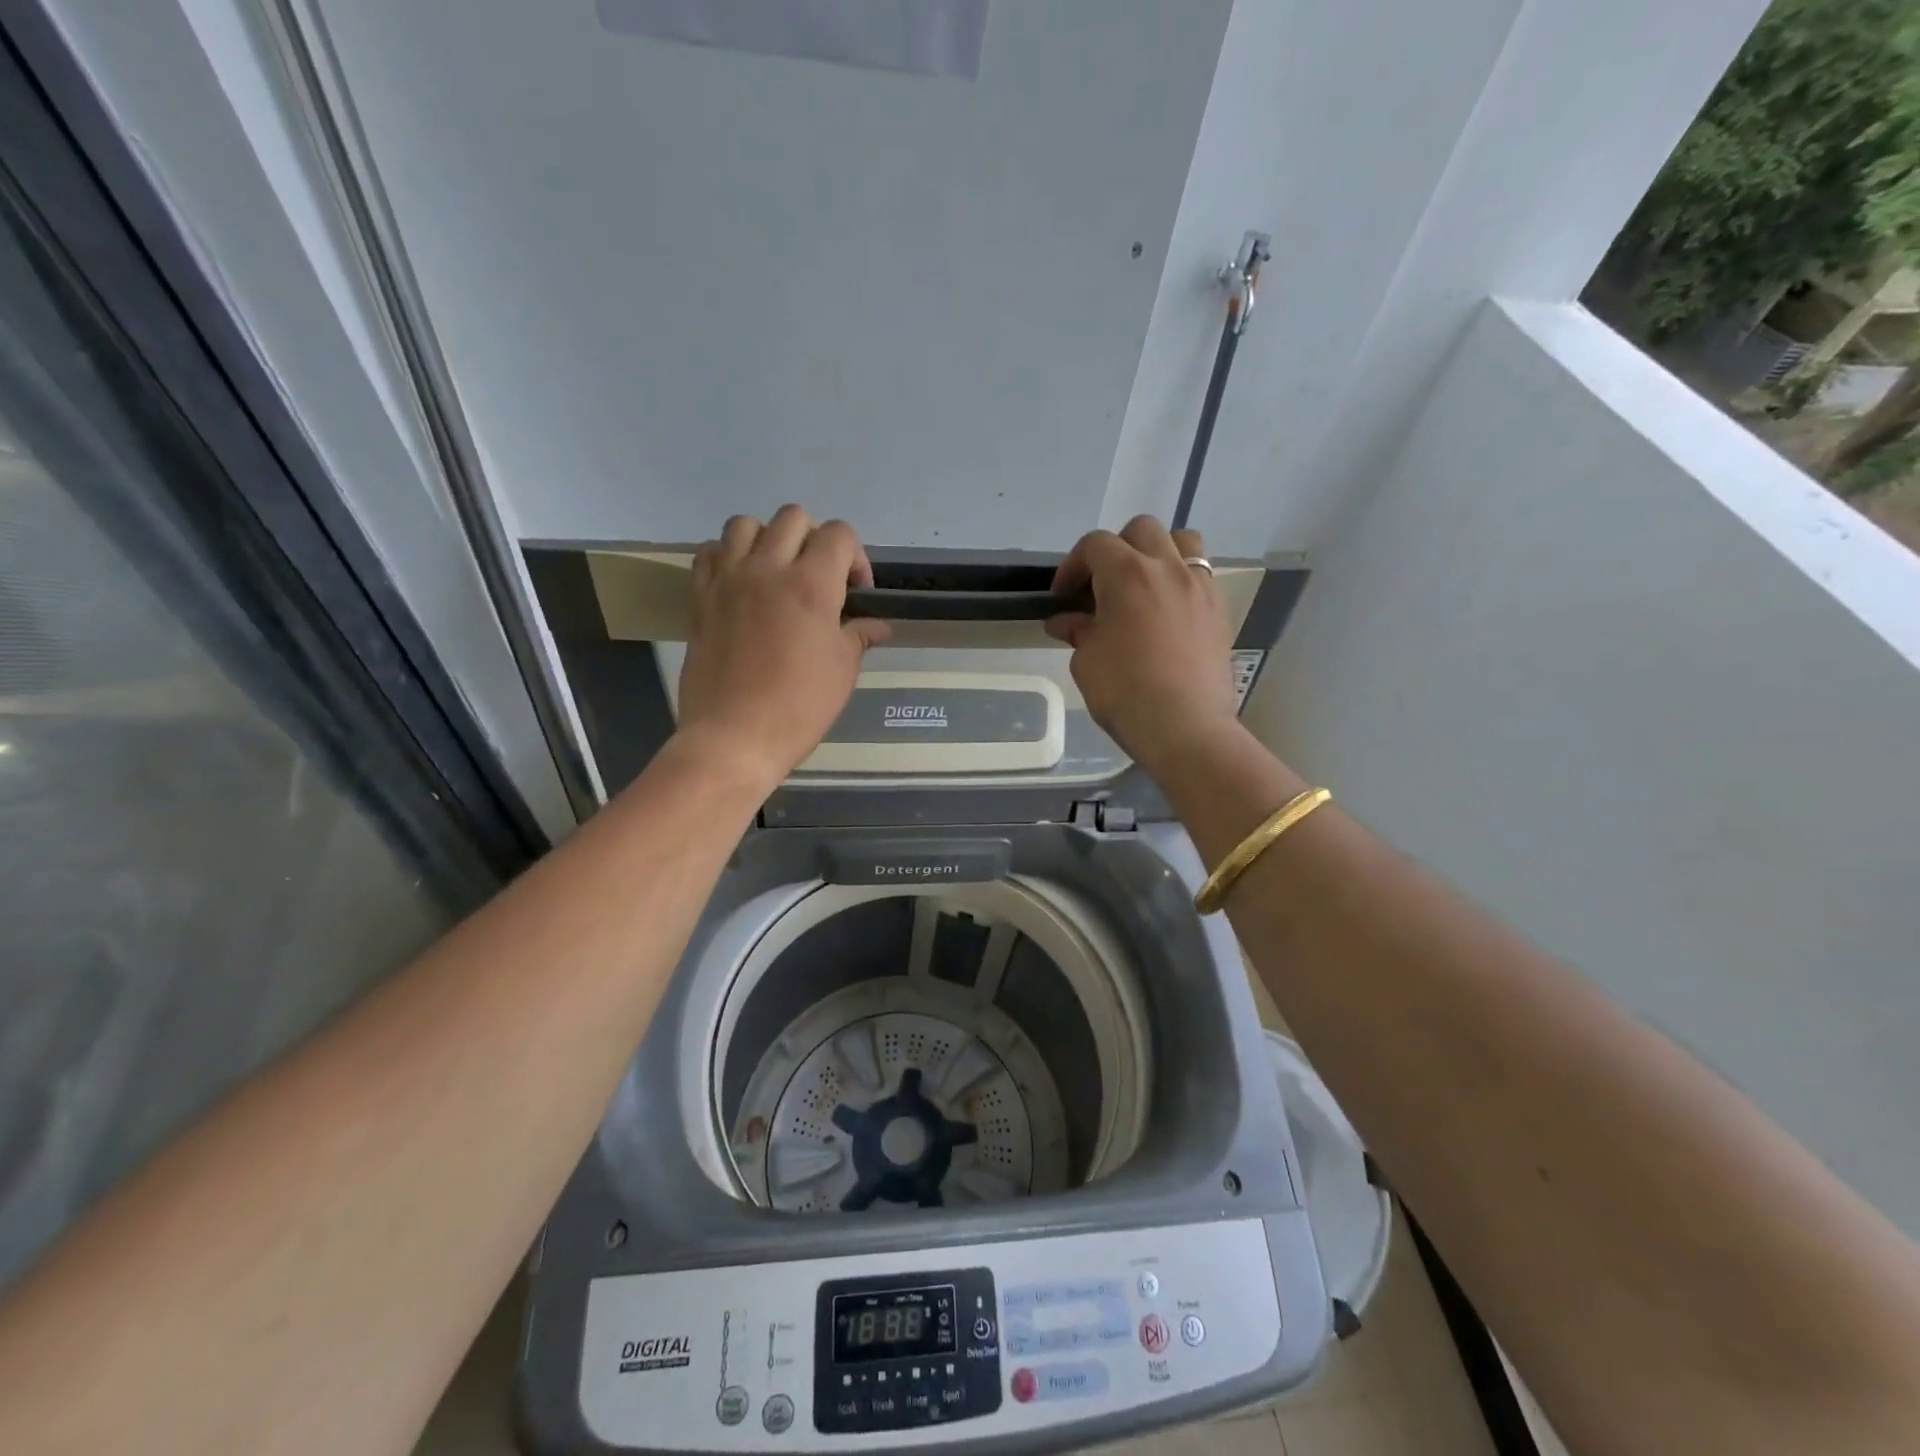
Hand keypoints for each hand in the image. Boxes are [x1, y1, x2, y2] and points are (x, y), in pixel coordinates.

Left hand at [678, 507, 889, 786]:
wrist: (734, 737)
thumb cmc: (799, 707)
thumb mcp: (842, 672)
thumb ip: (859, 637)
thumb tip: (878, 626)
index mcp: (811, 585)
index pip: (840, 534)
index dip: (856, 557)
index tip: (856, 593)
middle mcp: (768, 568)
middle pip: (794, 517)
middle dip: (815, 541)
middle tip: (819, 580)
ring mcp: (729, 580)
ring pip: (746, 524)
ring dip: (768, 540)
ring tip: (776, 574)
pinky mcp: (701, 597)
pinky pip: (710, 552)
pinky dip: (729, 557)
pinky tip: (741, 585)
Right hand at [1046, 516, 1237, 773]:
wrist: (1185, 727)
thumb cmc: (1125, 692)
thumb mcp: (1087, 661)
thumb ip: (1079, 631)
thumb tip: (1065, 621)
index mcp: (1127, 574)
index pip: (1095, 545)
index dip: (1073, 565)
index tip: (1063, 595)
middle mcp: (1167, 568)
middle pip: (1141, 530)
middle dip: (1116, 549)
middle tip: (1101, 585)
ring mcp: (1199, 586)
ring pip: (1182, 542)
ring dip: (1158, 554)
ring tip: (1144, 586)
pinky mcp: (1219, 610)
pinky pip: (1201, 576)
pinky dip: (1181, 581)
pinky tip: (1168, 613)